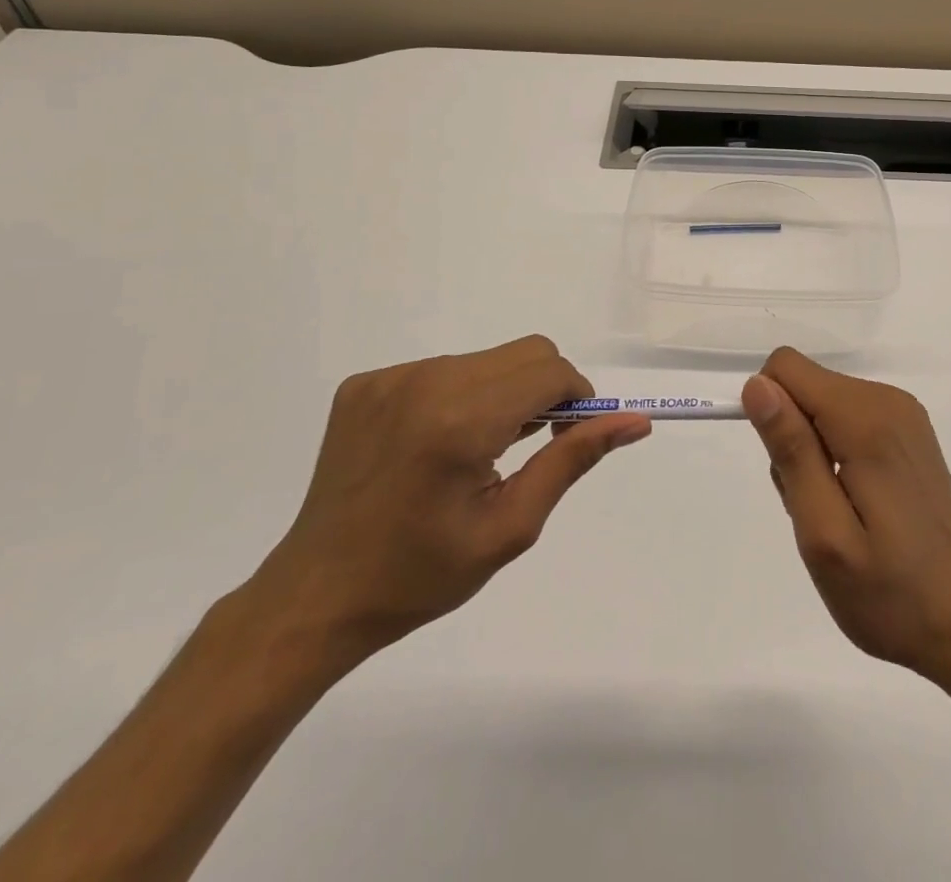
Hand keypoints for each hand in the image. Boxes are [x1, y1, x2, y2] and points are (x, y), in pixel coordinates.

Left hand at [248, 336, 649, 662]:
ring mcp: (388, 378)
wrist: (316, 597)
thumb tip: (635, 421)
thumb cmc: (421, 575)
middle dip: (545, 391)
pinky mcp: (364, 383)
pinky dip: (461, 396)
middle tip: (526, 448)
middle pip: (525, 353)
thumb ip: (573, 459)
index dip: (575, 399)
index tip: (564, 441)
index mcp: (460, 421)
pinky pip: (443, 369)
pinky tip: (437, 445)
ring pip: (486, 359)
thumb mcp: (511, 526)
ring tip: (477, 451)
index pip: (550, 370)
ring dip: (502, 393)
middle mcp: (424, 382)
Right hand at [742, 348, 950, 690]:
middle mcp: (887, 401)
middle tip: (815, 509)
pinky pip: (847, 418)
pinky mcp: (909, 432)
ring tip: (837, 516)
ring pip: (822, 405)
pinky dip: (836, 455)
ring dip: (812, 454)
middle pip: (805, 387)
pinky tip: (857, 505)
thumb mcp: (824, 533)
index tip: (787, 471)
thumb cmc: (890, 593)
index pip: (787, 368)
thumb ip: (791, 451)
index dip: (770, 414)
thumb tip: (757, 385)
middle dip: (792, 441)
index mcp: (866, 420)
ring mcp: (904, 415)